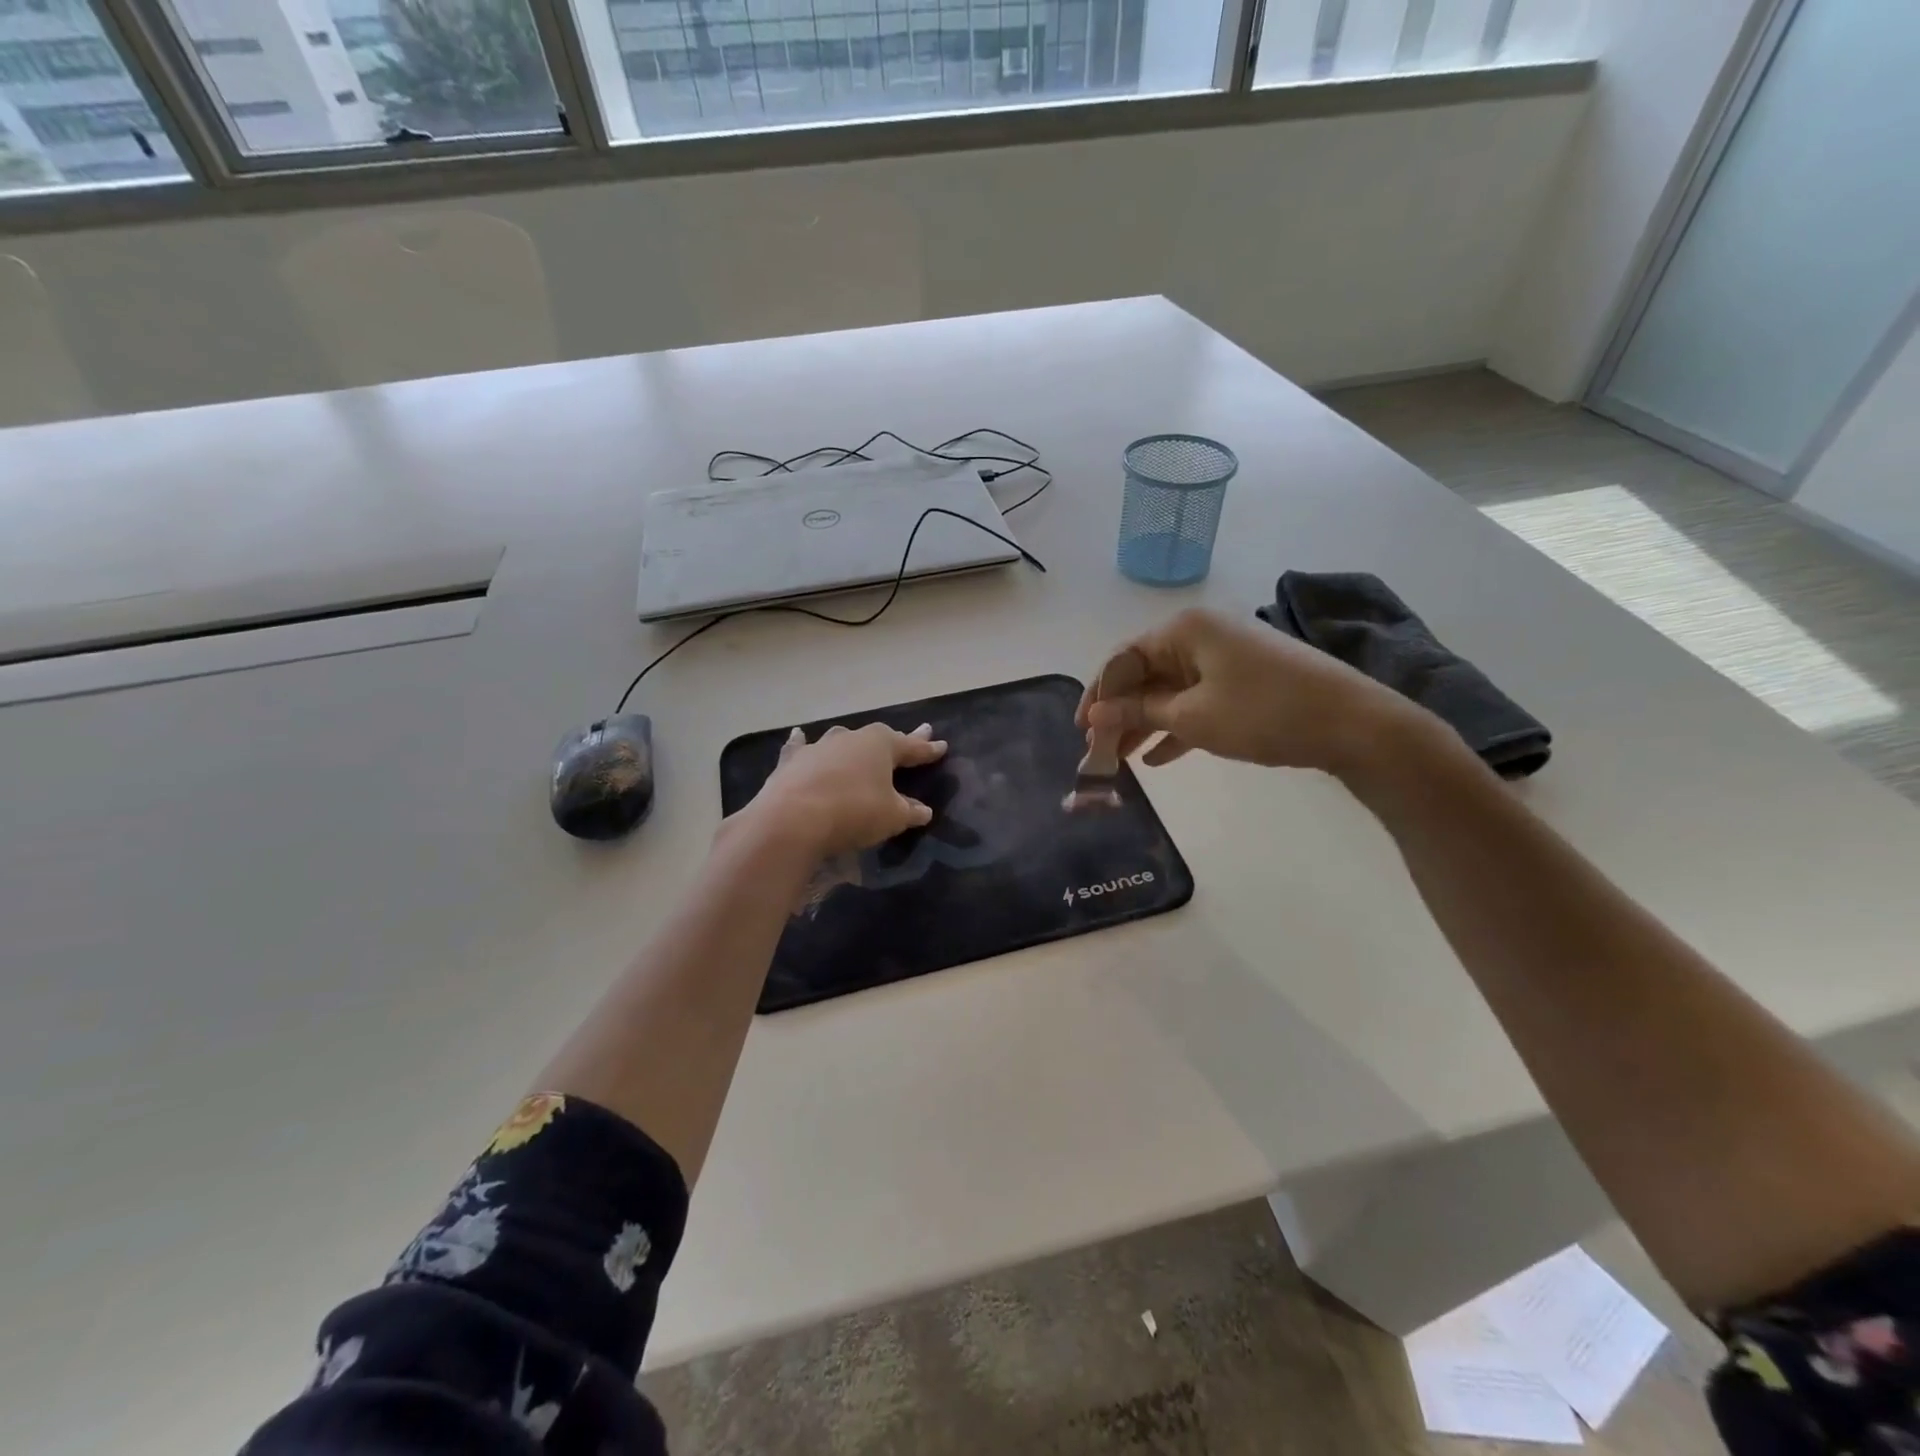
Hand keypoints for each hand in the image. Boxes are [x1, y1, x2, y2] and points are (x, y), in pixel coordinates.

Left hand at [740, 722, 948, 860]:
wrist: (793, 820)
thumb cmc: (854, 812)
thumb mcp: (891, 817)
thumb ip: (908, 811)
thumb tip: (923, 810)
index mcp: (881, 744)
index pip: (912, 747)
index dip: (927, 749)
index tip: (941, 746)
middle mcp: (850, 738)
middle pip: (878, 739)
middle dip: (894, 742)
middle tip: (908, 741)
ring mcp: (818, 747)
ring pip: (841, 742)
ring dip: (851, 746)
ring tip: (858, 745)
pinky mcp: (791, 762)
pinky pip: (800, 748)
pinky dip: (801, 744)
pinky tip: (798, 735)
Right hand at [1075, 608, 1428, 776]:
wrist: (1353, 724)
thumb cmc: (1263, 712)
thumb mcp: (1192, 716)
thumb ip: (1139, 712)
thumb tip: (1096, 713)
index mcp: (1183, 631)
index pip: (1123, 659)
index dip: (1098, 695)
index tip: (1081, 732)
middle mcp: (1200, 636)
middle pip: (1144, 675)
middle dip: (1120, 714)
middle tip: (1099, 752)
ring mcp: (1225, 658)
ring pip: (1169, 691)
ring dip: (1145, 724)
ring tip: (1122, 761)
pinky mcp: (1244, 681)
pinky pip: (1196, 701)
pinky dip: (1176, 727)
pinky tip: (1158, 759)